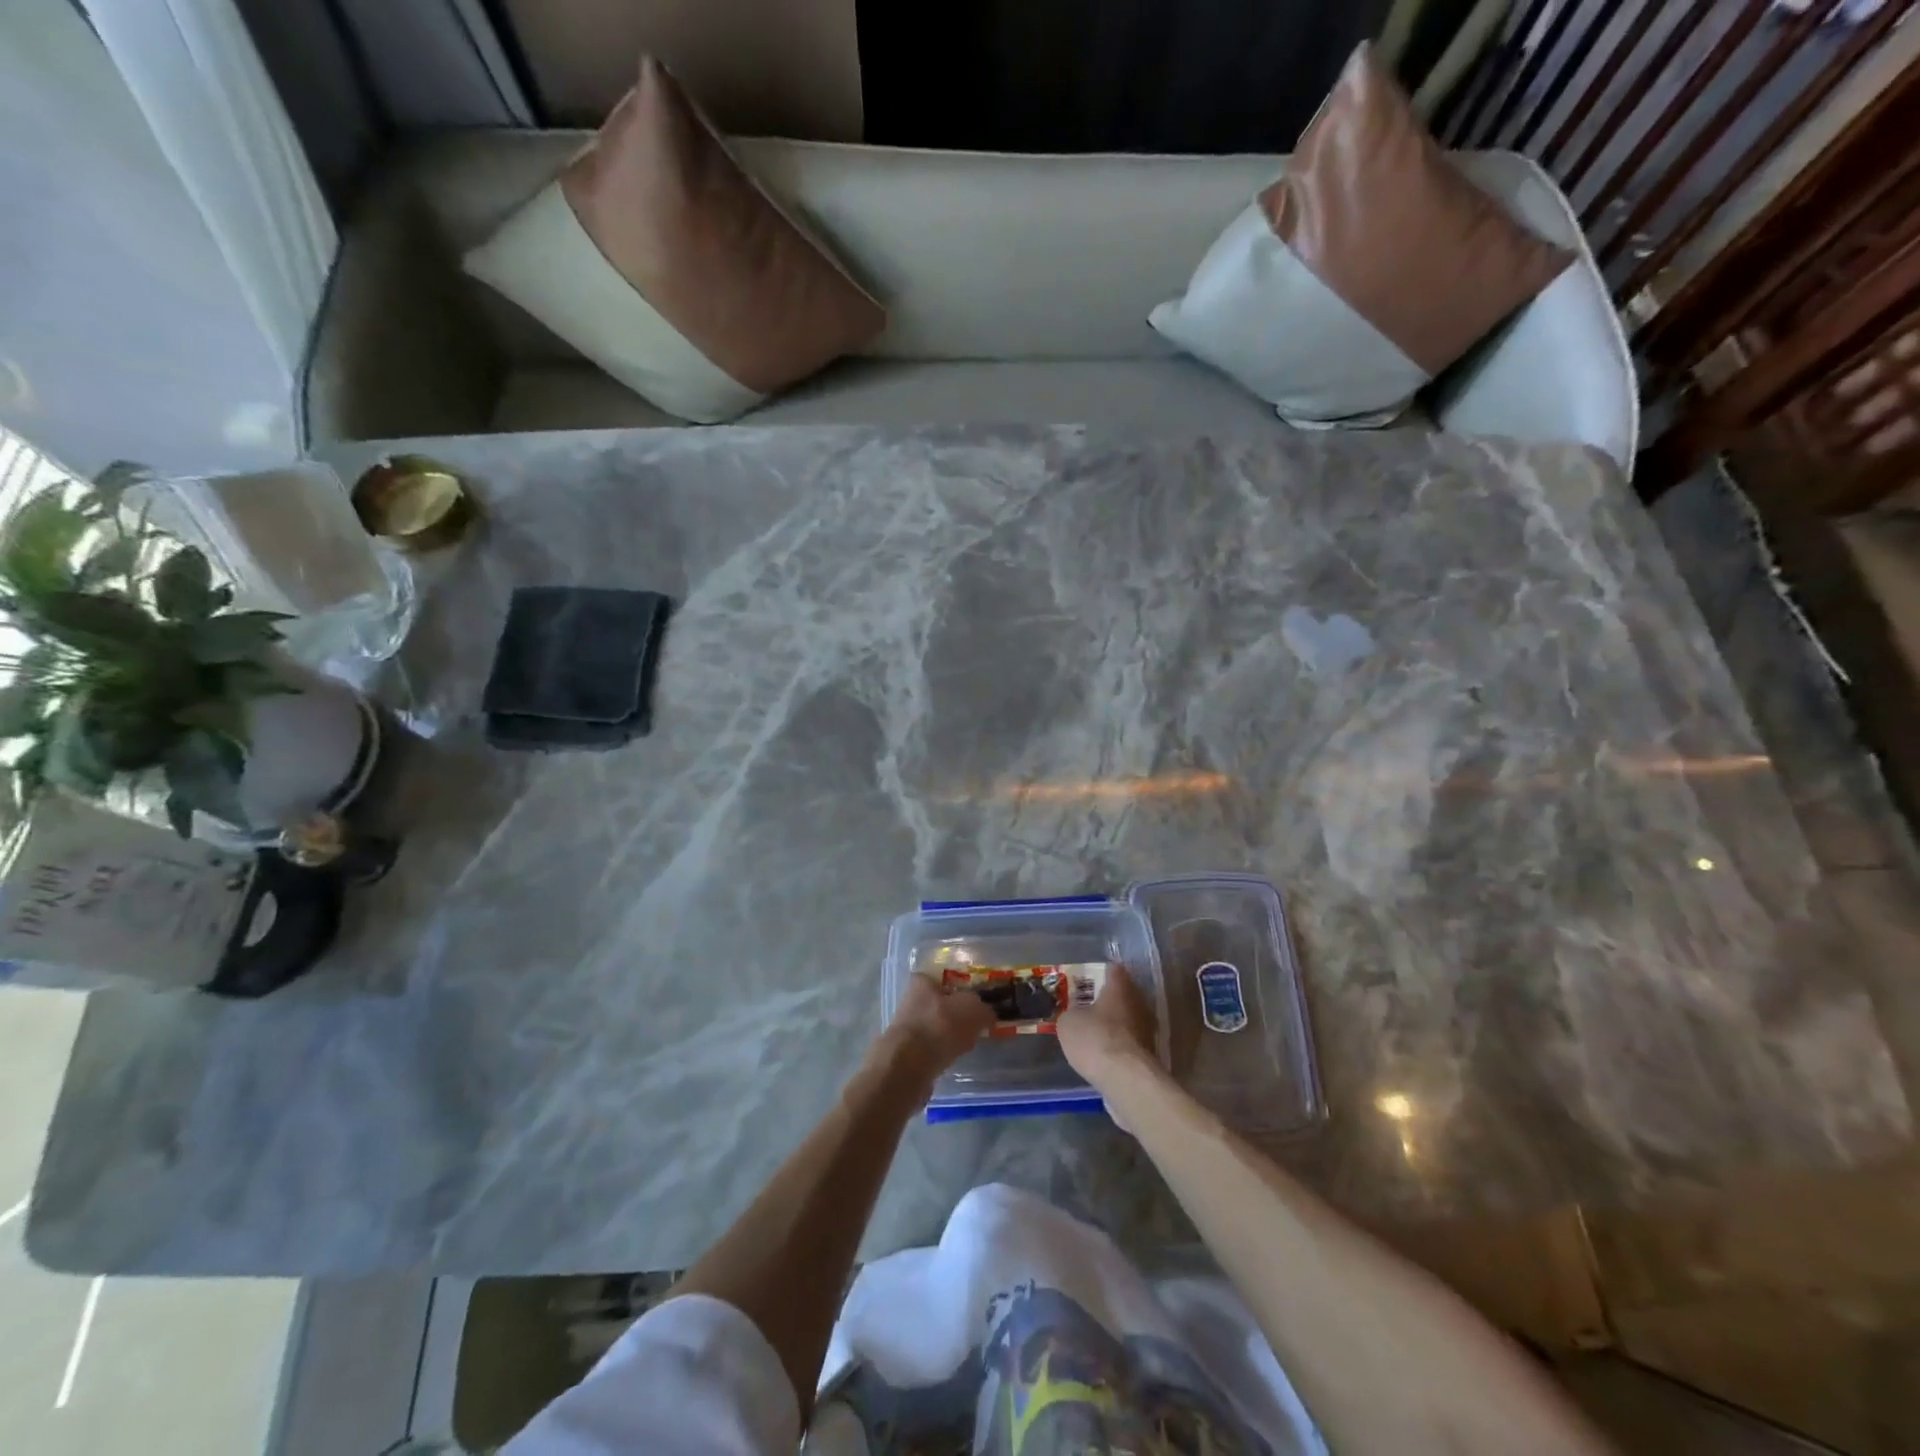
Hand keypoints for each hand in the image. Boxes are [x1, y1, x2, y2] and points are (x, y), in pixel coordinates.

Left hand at [879, 973, 996, 1086]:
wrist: (908, 1067)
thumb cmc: (940, 1026)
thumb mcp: (972, 1010)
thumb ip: (984, 1009)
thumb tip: (988, 1015)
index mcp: (922, 981)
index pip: (946, 977)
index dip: (964, 986)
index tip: (980, 1000)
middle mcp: (911, 1000)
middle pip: (943, 1003)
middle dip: (960, 1014)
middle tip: (979, 1023)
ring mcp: (908, 1027)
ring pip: (938, 1027)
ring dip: (952, 1035)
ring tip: (970, 1043)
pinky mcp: (907, 1053)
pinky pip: (933, 1048)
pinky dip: (944, 1052)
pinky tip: (955, 1058)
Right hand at [1058, 967, 1159, 1094]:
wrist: (1126, 1079)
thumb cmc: (1095, 1039)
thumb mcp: (1068, 1022)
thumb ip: (1072, 1012)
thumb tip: (1076, 1015)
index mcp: (1120, 987)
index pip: (1113, 970)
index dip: (1098, 974)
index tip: (1084, 983)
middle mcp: (1139, 1002)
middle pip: (1123, 994)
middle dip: (1107, 1001)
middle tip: (1087, 1008)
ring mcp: (1149, 1029)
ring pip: (1129, 1019)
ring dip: (1115, 1025)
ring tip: (1095, 1035)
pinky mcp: (1151, 1054)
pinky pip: (1131, 1042)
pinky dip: (1120, 1046)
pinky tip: (1105, 1056)